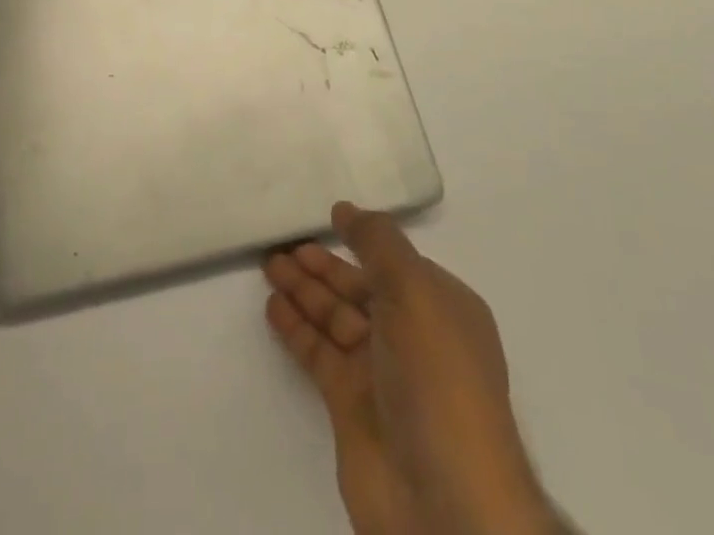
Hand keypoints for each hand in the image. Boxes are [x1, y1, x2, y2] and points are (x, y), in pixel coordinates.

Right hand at [265, 203, 555, 534]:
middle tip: (283, 242)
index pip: (395, 261)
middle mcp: (412, 336)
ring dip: (304, 291)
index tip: (328, 216)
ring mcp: (381, 373)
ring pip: (335, 318)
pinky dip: (297, 329)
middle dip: (324, 265)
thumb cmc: (437, 379)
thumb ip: (379, 243)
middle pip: (360, 288)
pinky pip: (319, 353)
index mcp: (440, 306)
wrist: (445, 503)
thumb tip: (347, 210)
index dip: (363, 238)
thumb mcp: (415, 292)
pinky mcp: (351, 405)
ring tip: (269, 264)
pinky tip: (273, 307)